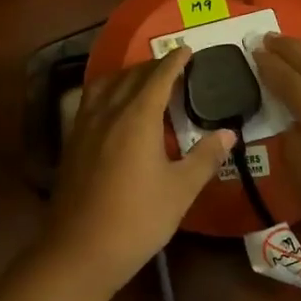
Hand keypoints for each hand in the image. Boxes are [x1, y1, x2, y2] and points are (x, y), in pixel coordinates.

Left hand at [37, 48, 234, 297]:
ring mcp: (85, 128)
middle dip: (151, 66)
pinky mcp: (72, 144)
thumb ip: (205, 157)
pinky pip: (89, 103)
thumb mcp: (181, 190)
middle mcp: (108, 113)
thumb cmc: (138, 219)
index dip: (174, 62)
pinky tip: (111, 108)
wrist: (81, 250)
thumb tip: (229, 133)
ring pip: (104, 86)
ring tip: (140, 80)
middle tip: (171, 65)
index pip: (158, 78)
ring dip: (124, 76)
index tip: (187, 50)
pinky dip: (105, 92)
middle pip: (130, 77)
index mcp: (137, 118)